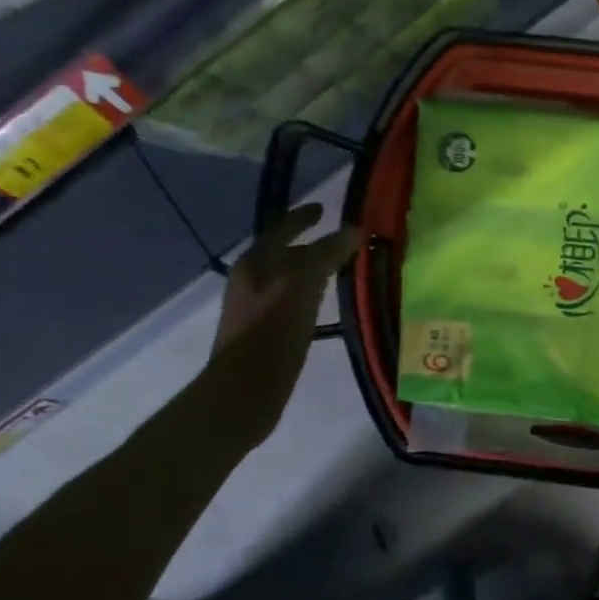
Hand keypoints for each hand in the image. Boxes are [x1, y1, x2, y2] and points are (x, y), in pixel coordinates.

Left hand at [208, 204, 363, 444]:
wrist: (244, 391)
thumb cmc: (273, 331)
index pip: (282, 228)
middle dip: (312, 245)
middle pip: (285, 253)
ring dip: (313, 271)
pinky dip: (310, 296)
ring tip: (340, 271)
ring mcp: (254, 307)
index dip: (303, 216)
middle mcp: (251, 279)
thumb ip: (327, 253)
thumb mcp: (303, 283)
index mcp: (255, 262)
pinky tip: (326, 307)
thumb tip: (354, 230)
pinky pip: (291, 302)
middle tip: (342, 243)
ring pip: (288, 279)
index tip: (325, 208)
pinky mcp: (263, 332)